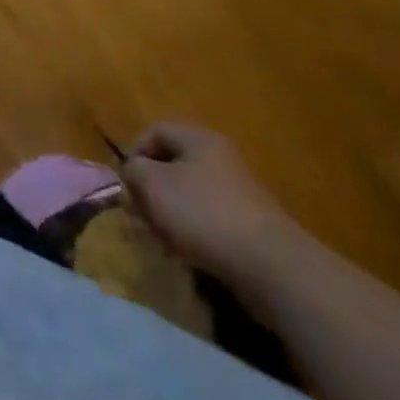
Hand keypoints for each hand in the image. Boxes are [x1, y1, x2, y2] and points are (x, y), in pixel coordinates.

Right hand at [120, 122, 303, 284]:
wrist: (273, 269)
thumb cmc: (203, 213)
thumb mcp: (152, 184)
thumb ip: (133, 170)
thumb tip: (133, 173)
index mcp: (199, 140)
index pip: (155, 131)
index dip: (134, 151)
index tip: (125, 181)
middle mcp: (221, 160)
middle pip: (173, 164)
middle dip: (151, 187)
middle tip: (140, 211)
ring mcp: (239, 195)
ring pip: (189, 195)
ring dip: (170, 212)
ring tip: (161, 236)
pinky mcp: (250, 228)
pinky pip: (210, 220)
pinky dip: (193, 232)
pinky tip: (187, 252)